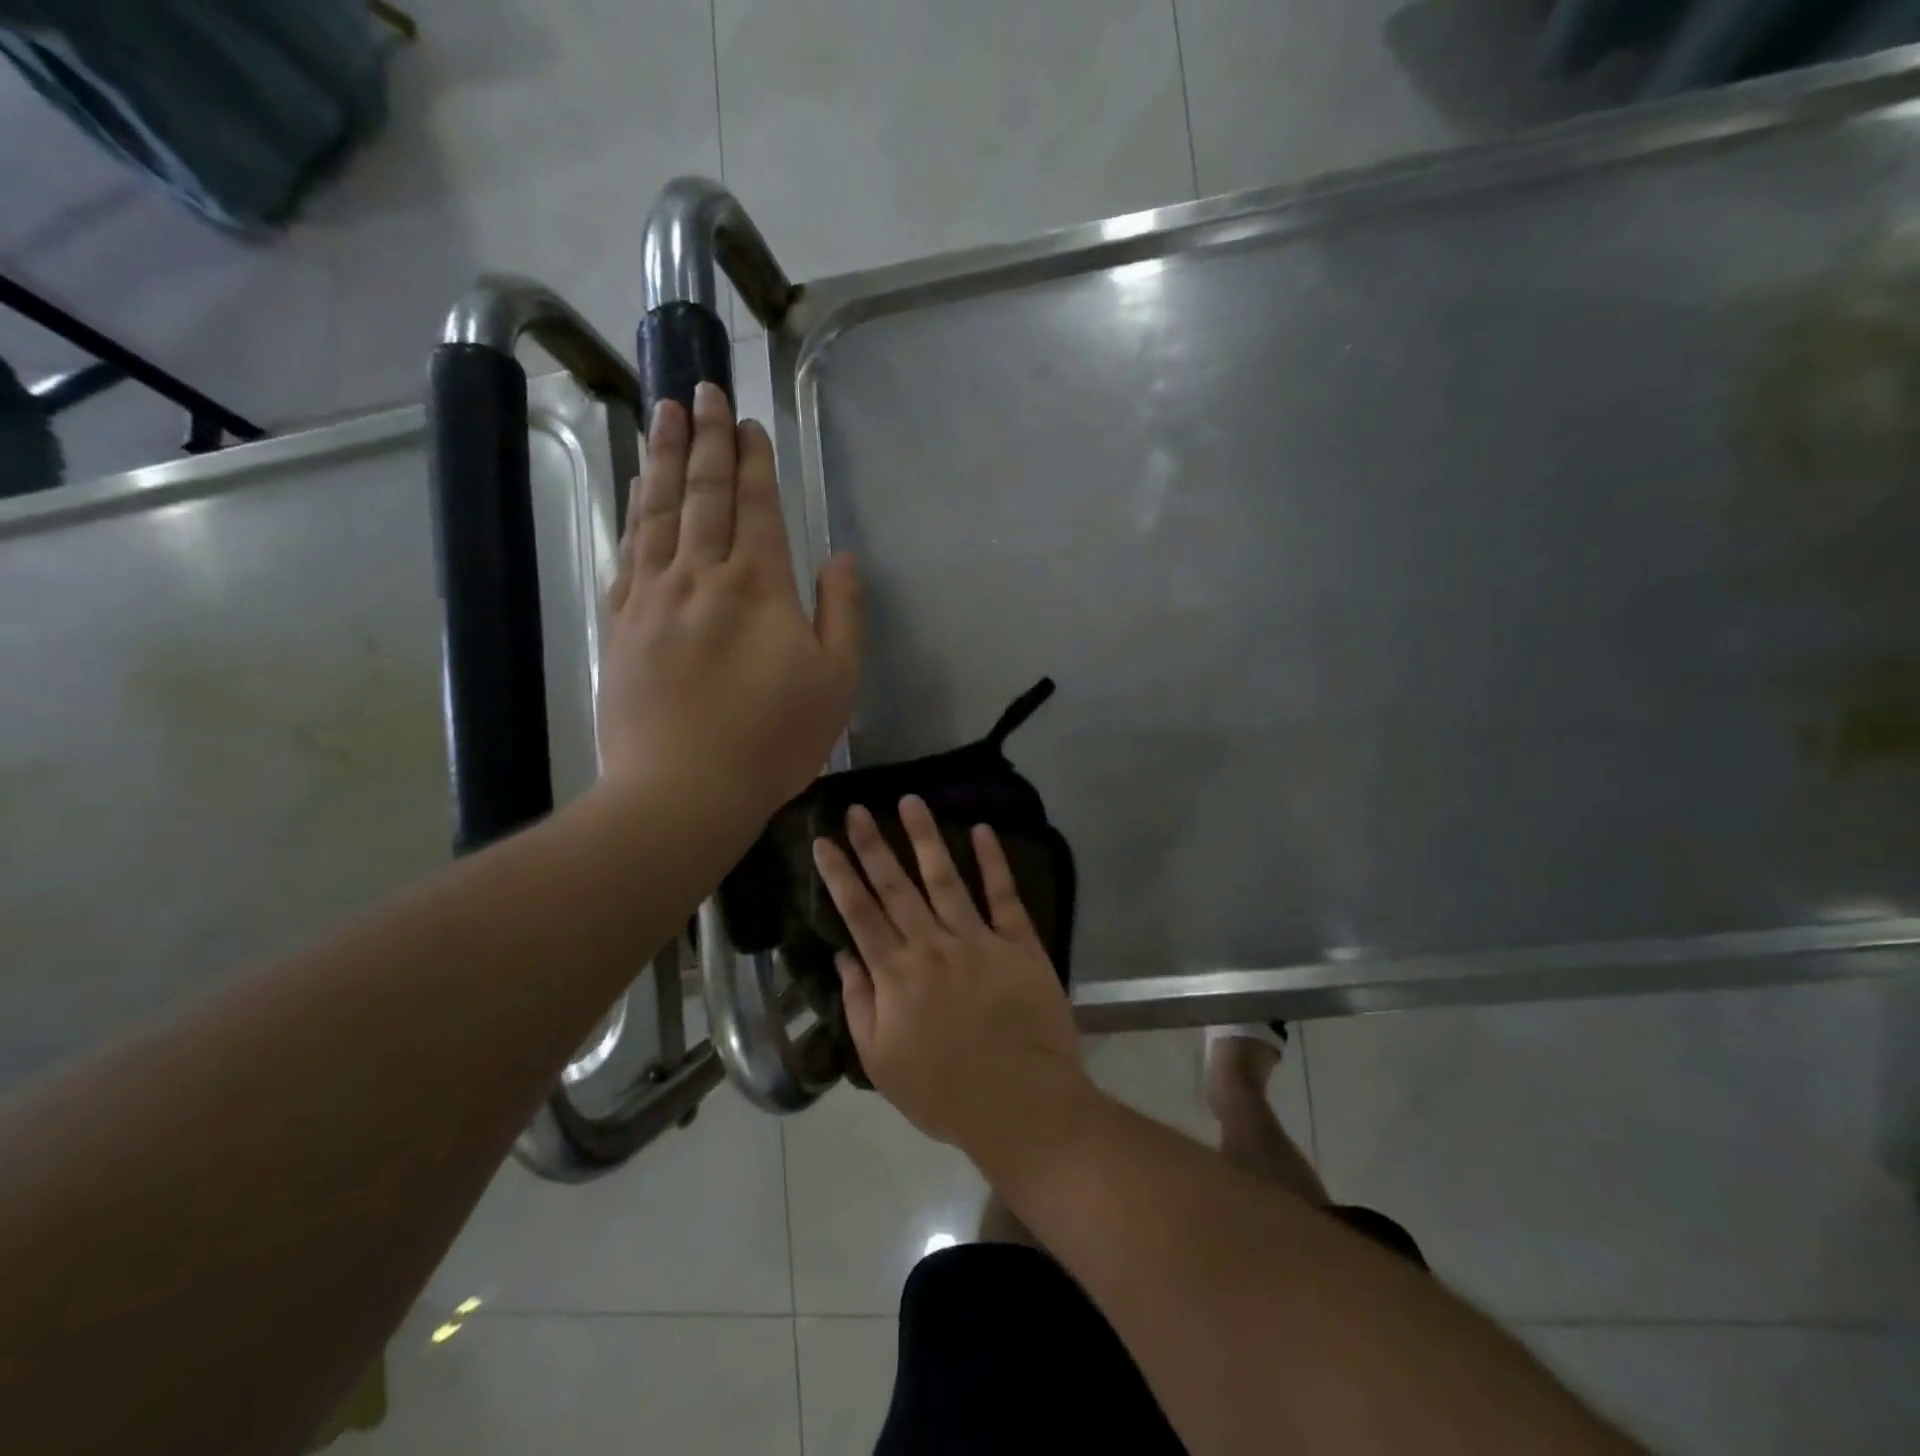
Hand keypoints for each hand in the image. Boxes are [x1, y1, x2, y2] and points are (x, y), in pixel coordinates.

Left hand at [599, 382, 861, 826]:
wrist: (683, 790)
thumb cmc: (773, 741)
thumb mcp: (837, 683)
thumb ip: (843, 614)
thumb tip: (841, 558)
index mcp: (758, 586)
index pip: (755, 506)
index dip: (753, 461)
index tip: (747, 420)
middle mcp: (701, 575)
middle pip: (704, 494)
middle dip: (706, 439)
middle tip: (700, 389)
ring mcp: (653, 597)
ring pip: (659, 512)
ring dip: (665, 459)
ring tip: (664, 415)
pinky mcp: (621, 624)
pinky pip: (628, 551)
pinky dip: (635, 512)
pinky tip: (639, 491)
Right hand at [812, 796, 1089, 1156]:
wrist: (1021, 1104)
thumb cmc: (945, 1092)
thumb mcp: (882, 1061)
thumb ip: (860, 1004)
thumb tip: (844, 955)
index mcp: (896, 975)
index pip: (859, 913)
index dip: (839, 875)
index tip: (824, 840)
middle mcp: (932, 946)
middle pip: (895, 886)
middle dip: (873, 844)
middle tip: (858, 808)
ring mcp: (977, 940)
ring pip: (944, 878)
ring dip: (925, 837)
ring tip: (910, 801)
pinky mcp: (1019, 943)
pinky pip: (1004, 895)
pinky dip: (993, 861)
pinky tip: (982, 830)